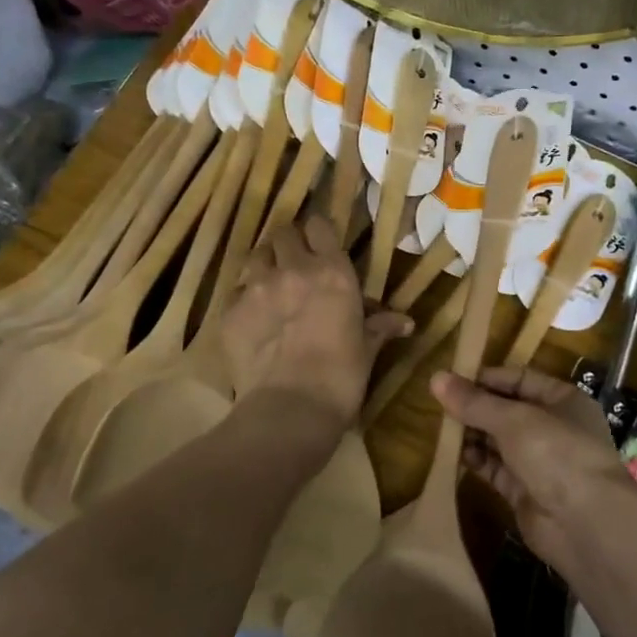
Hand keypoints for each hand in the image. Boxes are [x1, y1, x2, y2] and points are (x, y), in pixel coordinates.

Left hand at [221, 216, 410, 434]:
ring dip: (264, 265)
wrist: (291, 410)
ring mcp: (257, 288)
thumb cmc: (341, 378)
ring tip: (271, 286)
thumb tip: (406, 322)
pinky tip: (253, 319)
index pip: (319, 226)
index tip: (320, 243)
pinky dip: (245, 299)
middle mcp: (293, 269)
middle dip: (288, 244)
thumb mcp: (366, 349)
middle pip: (282, 233)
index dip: (318, 231)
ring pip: (255, 256)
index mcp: (333, 272)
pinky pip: (236, 292)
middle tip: (294, 264)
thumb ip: (380, 327)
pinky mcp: (230, 311)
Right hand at [431, 366, 631, 571]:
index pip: (519, 379)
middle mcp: (553, 428)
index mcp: (563, 400)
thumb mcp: (513, 419)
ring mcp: (540, 462)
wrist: (586, 524)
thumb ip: (474, 402)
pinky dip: (476, 461)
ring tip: (442, 428)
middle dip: (476, 408)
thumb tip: (436, 377)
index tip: (452, 381)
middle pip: (507, 410)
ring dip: (473, 434)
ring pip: (499, 441)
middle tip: (439, 405)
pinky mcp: (525, 492)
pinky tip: (454, 455)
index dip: (487, 378)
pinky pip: (496, 469)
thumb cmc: (556, 453)